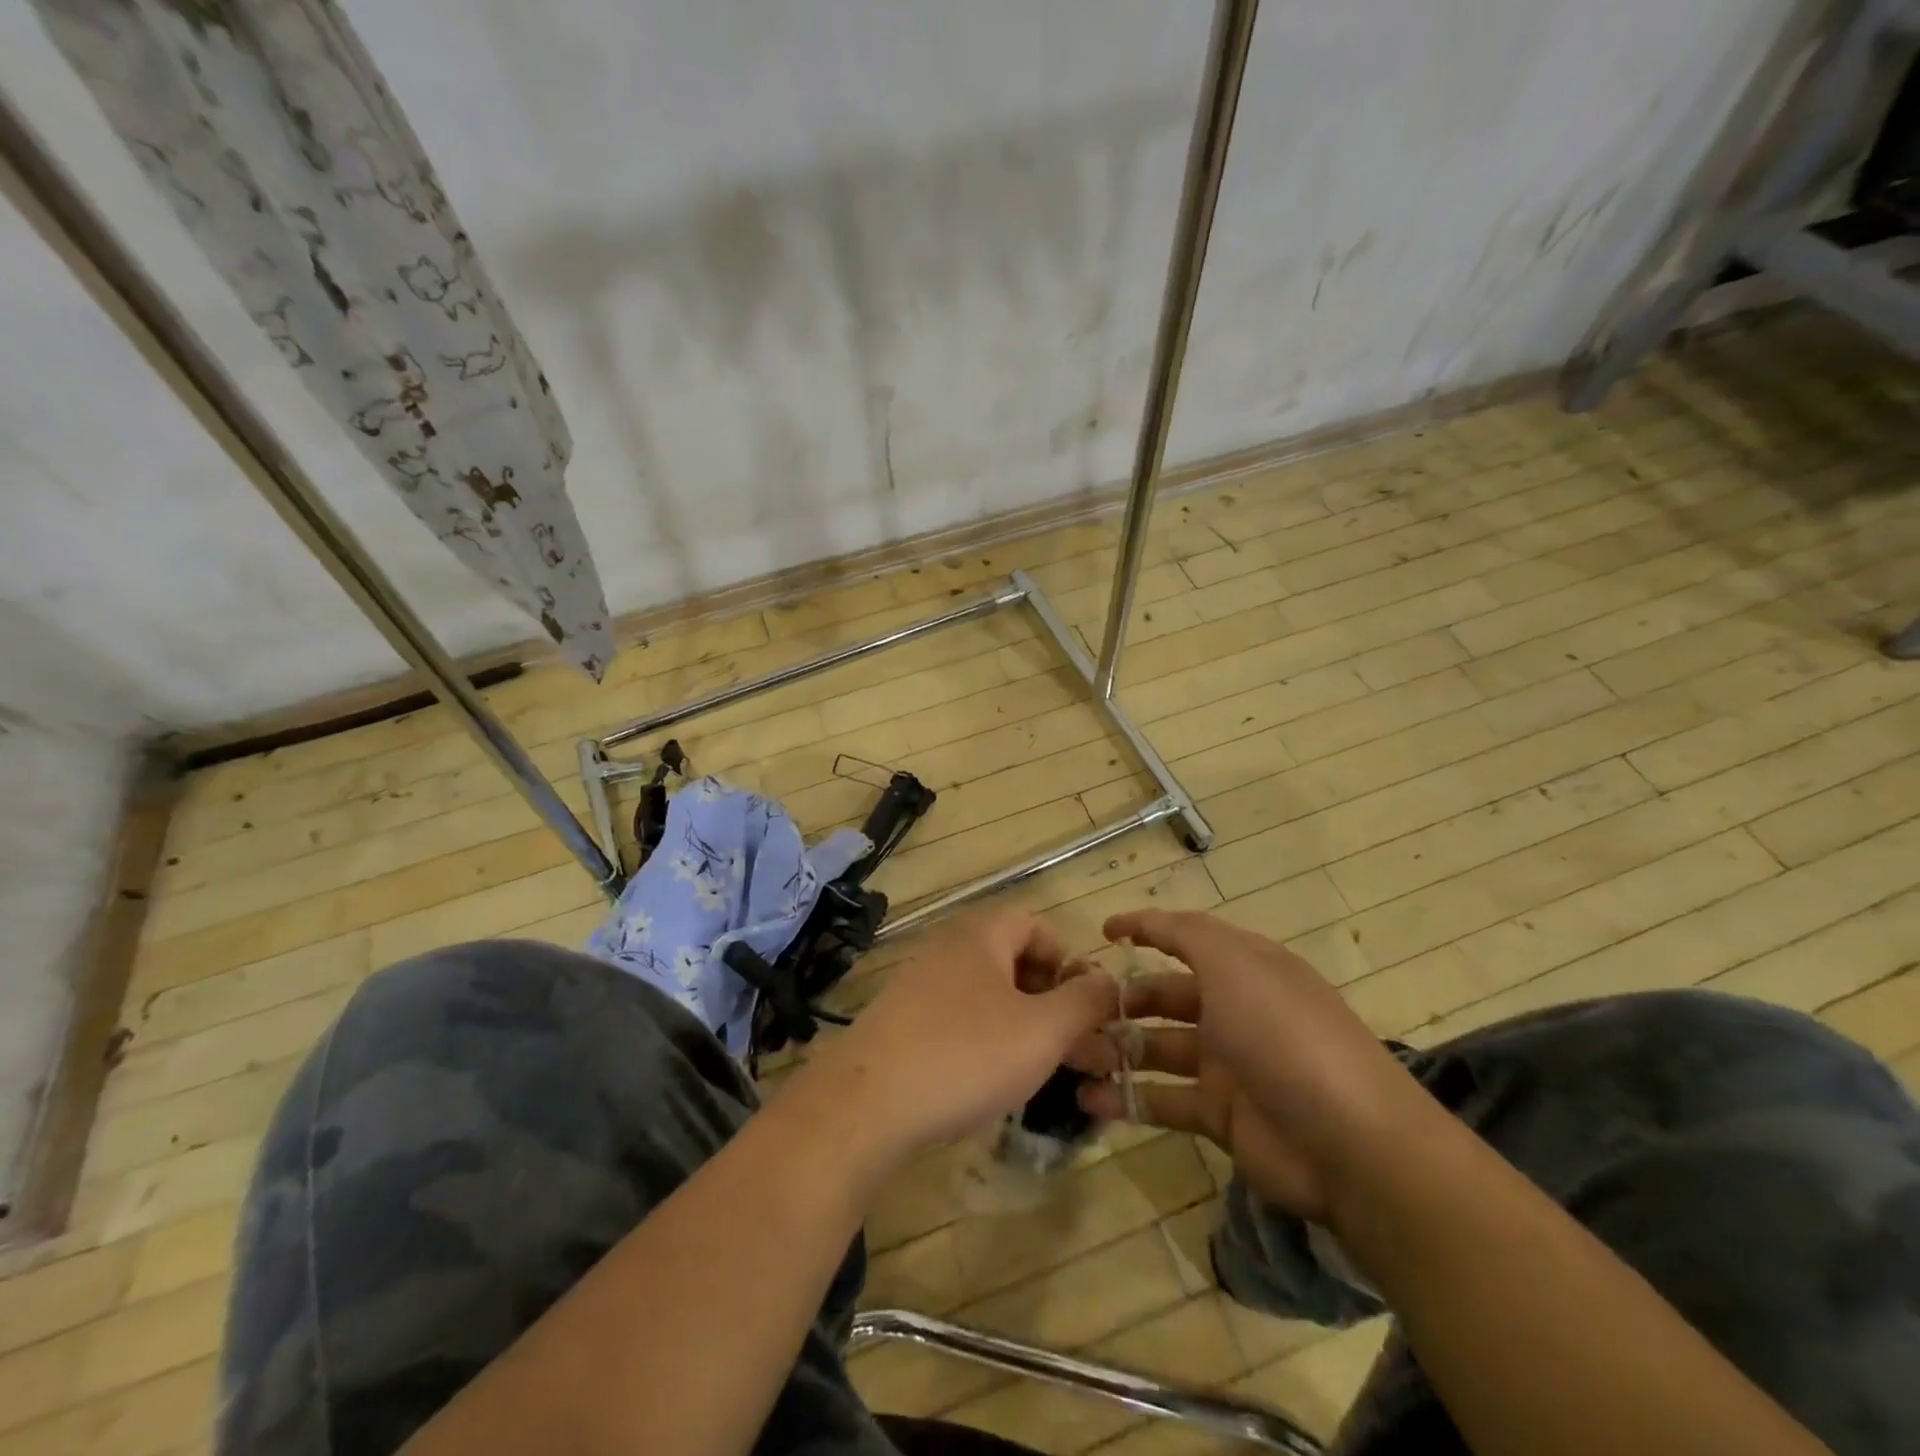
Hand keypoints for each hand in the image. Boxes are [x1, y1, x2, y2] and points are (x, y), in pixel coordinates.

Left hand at [805, 910, 1118, 1167]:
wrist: (866, 1103)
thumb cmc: (966, 1055)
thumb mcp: (1043, 1030)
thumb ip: (1086, 1002)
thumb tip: (1109, 981)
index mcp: (981, 934)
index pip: (1036, 926)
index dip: (1068, 962)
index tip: (1082, 1009)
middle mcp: (948, 947)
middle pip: (1012, 960)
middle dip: (1050, 1001)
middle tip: (1071, 1049)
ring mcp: (918, 984)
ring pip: (987, 995)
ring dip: (1021, 1026)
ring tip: (1038, 1072)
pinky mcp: (900, 1021)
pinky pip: (957, 1019)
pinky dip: (984, 1041)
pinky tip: (989, 1082)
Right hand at [1070, 910, 1420, 1223]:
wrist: (1349, 1143)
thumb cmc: (1282, 1034)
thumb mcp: (1235, 963)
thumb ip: (1186, 935)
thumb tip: (1150, 920)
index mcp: (1245, 969)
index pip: (1187, 939)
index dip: (1146, 930)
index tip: (1102, 933)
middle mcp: (1235, 1010)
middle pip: (1165, 997)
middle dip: (1120, 1001)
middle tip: (1074, 1010)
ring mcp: (1228, 1065)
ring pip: (1156, 1049)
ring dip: (1114, 1050)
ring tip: (1071, 1055)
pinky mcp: (1221, 1117)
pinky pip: (1164, 1101)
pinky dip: (1127, 1101)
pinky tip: (1088, 1101)